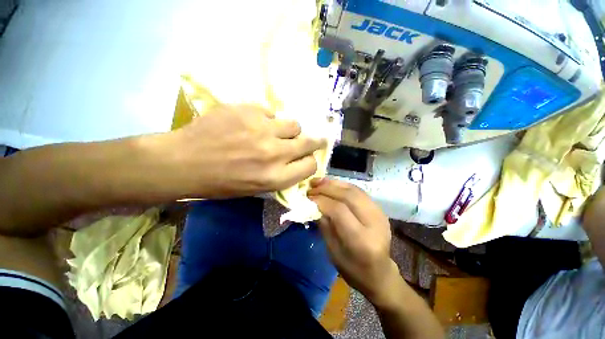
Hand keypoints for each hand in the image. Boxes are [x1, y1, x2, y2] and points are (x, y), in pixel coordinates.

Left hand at [165, 104, 324, 197]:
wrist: (183, 161)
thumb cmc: (221, 183)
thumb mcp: (256, 189)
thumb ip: (282, 175)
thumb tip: (297, 161)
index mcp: (275, 177)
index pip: (310, 166)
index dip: (310, 162)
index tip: (307, 159)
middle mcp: (274, 153)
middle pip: (309, 142)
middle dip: (314, 142)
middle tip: (314, 140)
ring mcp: (262, 129)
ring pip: (294, 124)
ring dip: (289, 130)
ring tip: (276, 132)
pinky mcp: (248, 110)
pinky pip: (271, 112)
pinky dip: (267, 119)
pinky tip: (253, 124)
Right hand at [308, 178, 400, 305]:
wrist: (380, 273)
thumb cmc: (353, 269)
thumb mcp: (333, 252)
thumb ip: (324, 226)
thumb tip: (313, 204)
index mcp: (362, 240)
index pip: (339, 210)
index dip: (321, 201)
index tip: (308, 198)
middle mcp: (374, 222)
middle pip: (348, 196)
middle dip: (326, 188)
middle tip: (311, 187)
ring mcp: (380, 213)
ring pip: (354, 190)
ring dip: (334, 183)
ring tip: (318, 181)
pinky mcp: (379, 208)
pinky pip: (358, 191)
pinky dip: (342, 185)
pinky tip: (331, 184)